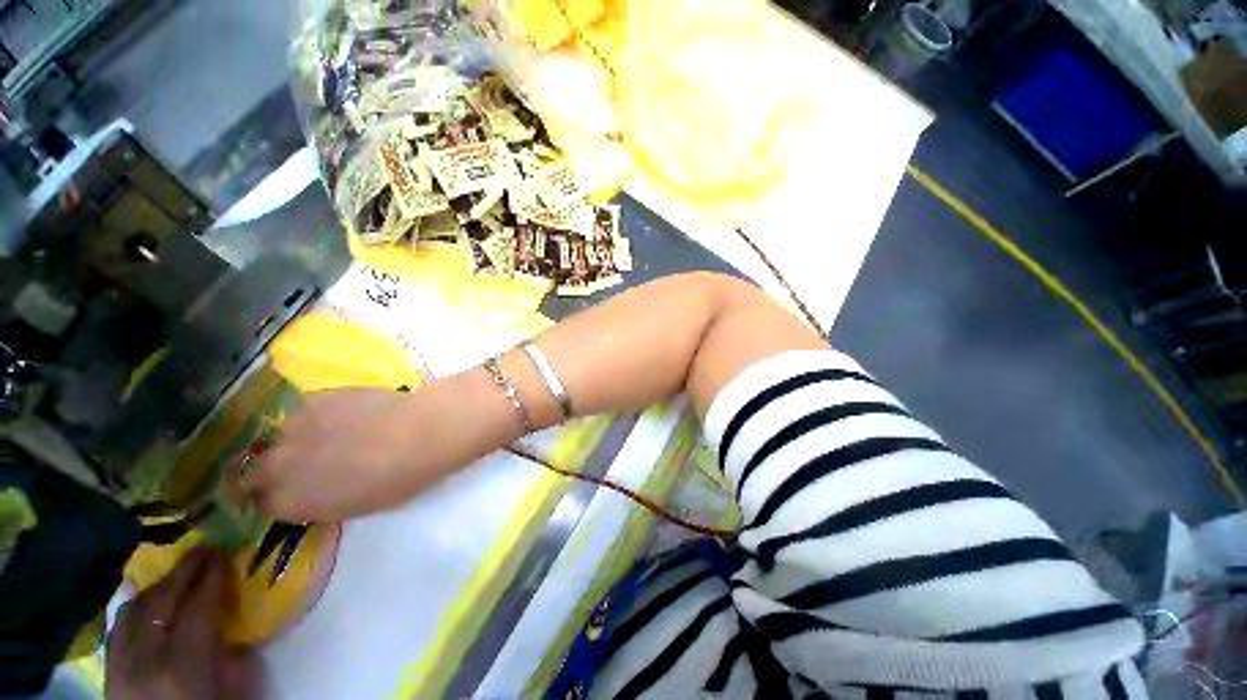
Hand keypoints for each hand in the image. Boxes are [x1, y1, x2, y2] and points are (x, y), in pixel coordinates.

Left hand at [107, 549, 260, 699]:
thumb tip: (238, 623)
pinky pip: (118, 628)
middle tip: (203, 548)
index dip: (211, 576)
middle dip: (183, 570)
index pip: (197, 607)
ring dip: (158, 587)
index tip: (224, 551)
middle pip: (160, 602)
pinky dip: (135, 608)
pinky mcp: (107, 670)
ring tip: (177, 573)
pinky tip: (146, 601)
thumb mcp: (235, 695)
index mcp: (180, 665)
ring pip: (133, 610)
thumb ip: (235, 659)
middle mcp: (144, 658)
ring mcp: (119, 663)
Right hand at [245, 388, 428, 521]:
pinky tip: (341, 413)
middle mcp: (277, 468)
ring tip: (326, 434)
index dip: (272, 498)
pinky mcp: (309, 400)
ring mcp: (290, 430)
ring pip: (276, 437)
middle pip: (252, 471)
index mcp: (290, 503)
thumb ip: (320, 502)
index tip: (283, 492)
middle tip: (296, 464)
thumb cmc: (397, 479)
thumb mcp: (354, 506)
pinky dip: (314, 415)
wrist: (418, 433)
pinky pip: (299, 411)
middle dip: (266, 471)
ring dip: (292, 439)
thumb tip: (311, 493)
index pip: (260, 504)